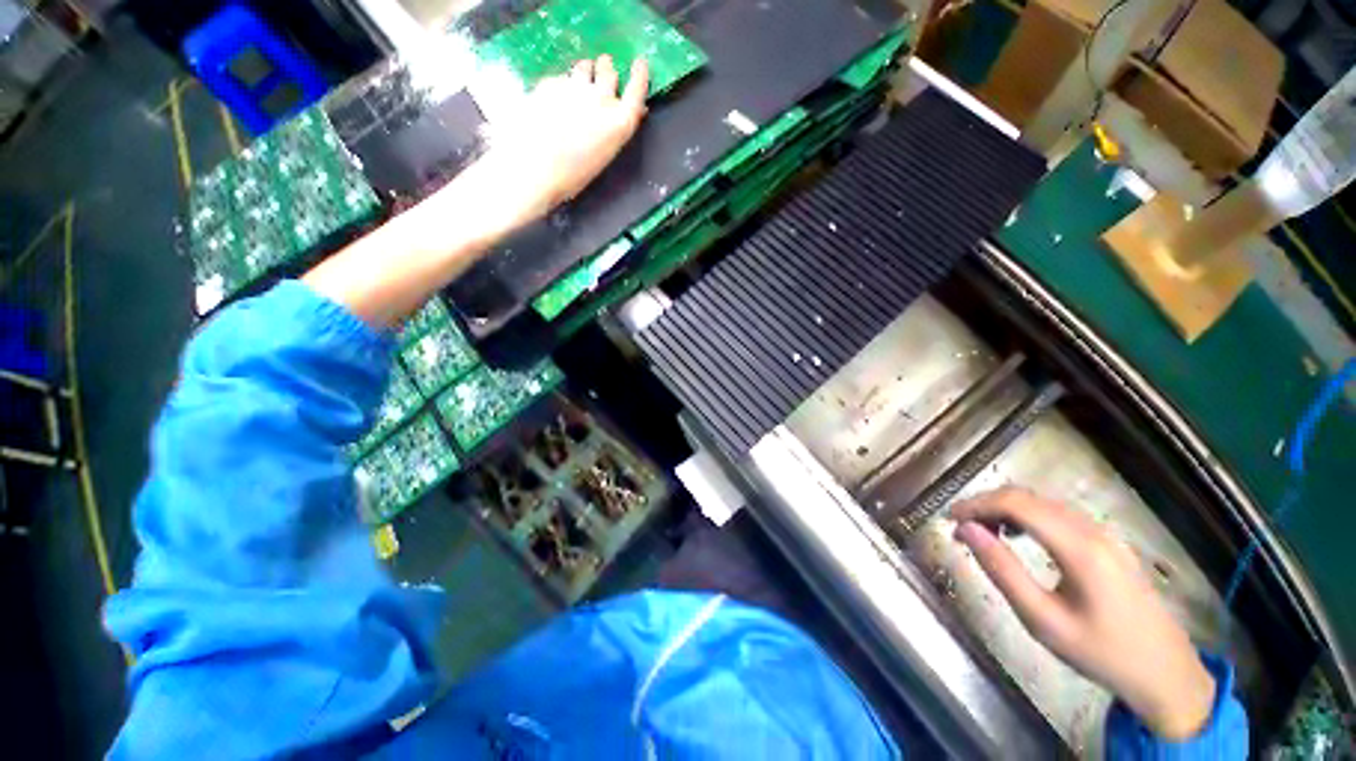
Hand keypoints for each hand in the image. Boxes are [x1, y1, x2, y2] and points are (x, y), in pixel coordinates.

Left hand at [470, 55, 649, 232]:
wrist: (535, 168)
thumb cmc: (574, 174)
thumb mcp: (603, 154)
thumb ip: (615, 128)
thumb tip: (627, 112)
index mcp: (619, 123)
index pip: (637, 90)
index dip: (640, 75)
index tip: (640, 63)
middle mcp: (602, 99)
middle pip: (609, 72)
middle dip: (607, 69)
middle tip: (603, 67)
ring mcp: (575, 87)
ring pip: (584, 68)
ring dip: (585, 70)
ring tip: (580, 78)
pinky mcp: (551, 83)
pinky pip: (561, 79)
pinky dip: (561, 85)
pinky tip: (553, 101)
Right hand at [952, 488, 1216, 739]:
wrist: (1166, 673)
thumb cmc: (1100, 652)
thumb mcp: (1043, 621)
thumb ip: (1002, 571)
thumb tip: (966, 530)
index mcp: (1079, 548)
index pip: (1016, 504)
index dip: (976, 504)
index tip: (949, 518)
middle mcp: (1093, 530)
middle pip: (1029, 497)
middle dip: (987, 504)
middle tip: (960, 527)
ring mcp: (1105, 534)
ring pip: (1043, 503)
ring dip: (1006, 509)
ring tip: (982, 532)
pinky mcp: (1109, 543)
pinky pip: (1058, 515)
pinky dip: (1027, 517)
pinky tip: (1018, 536)